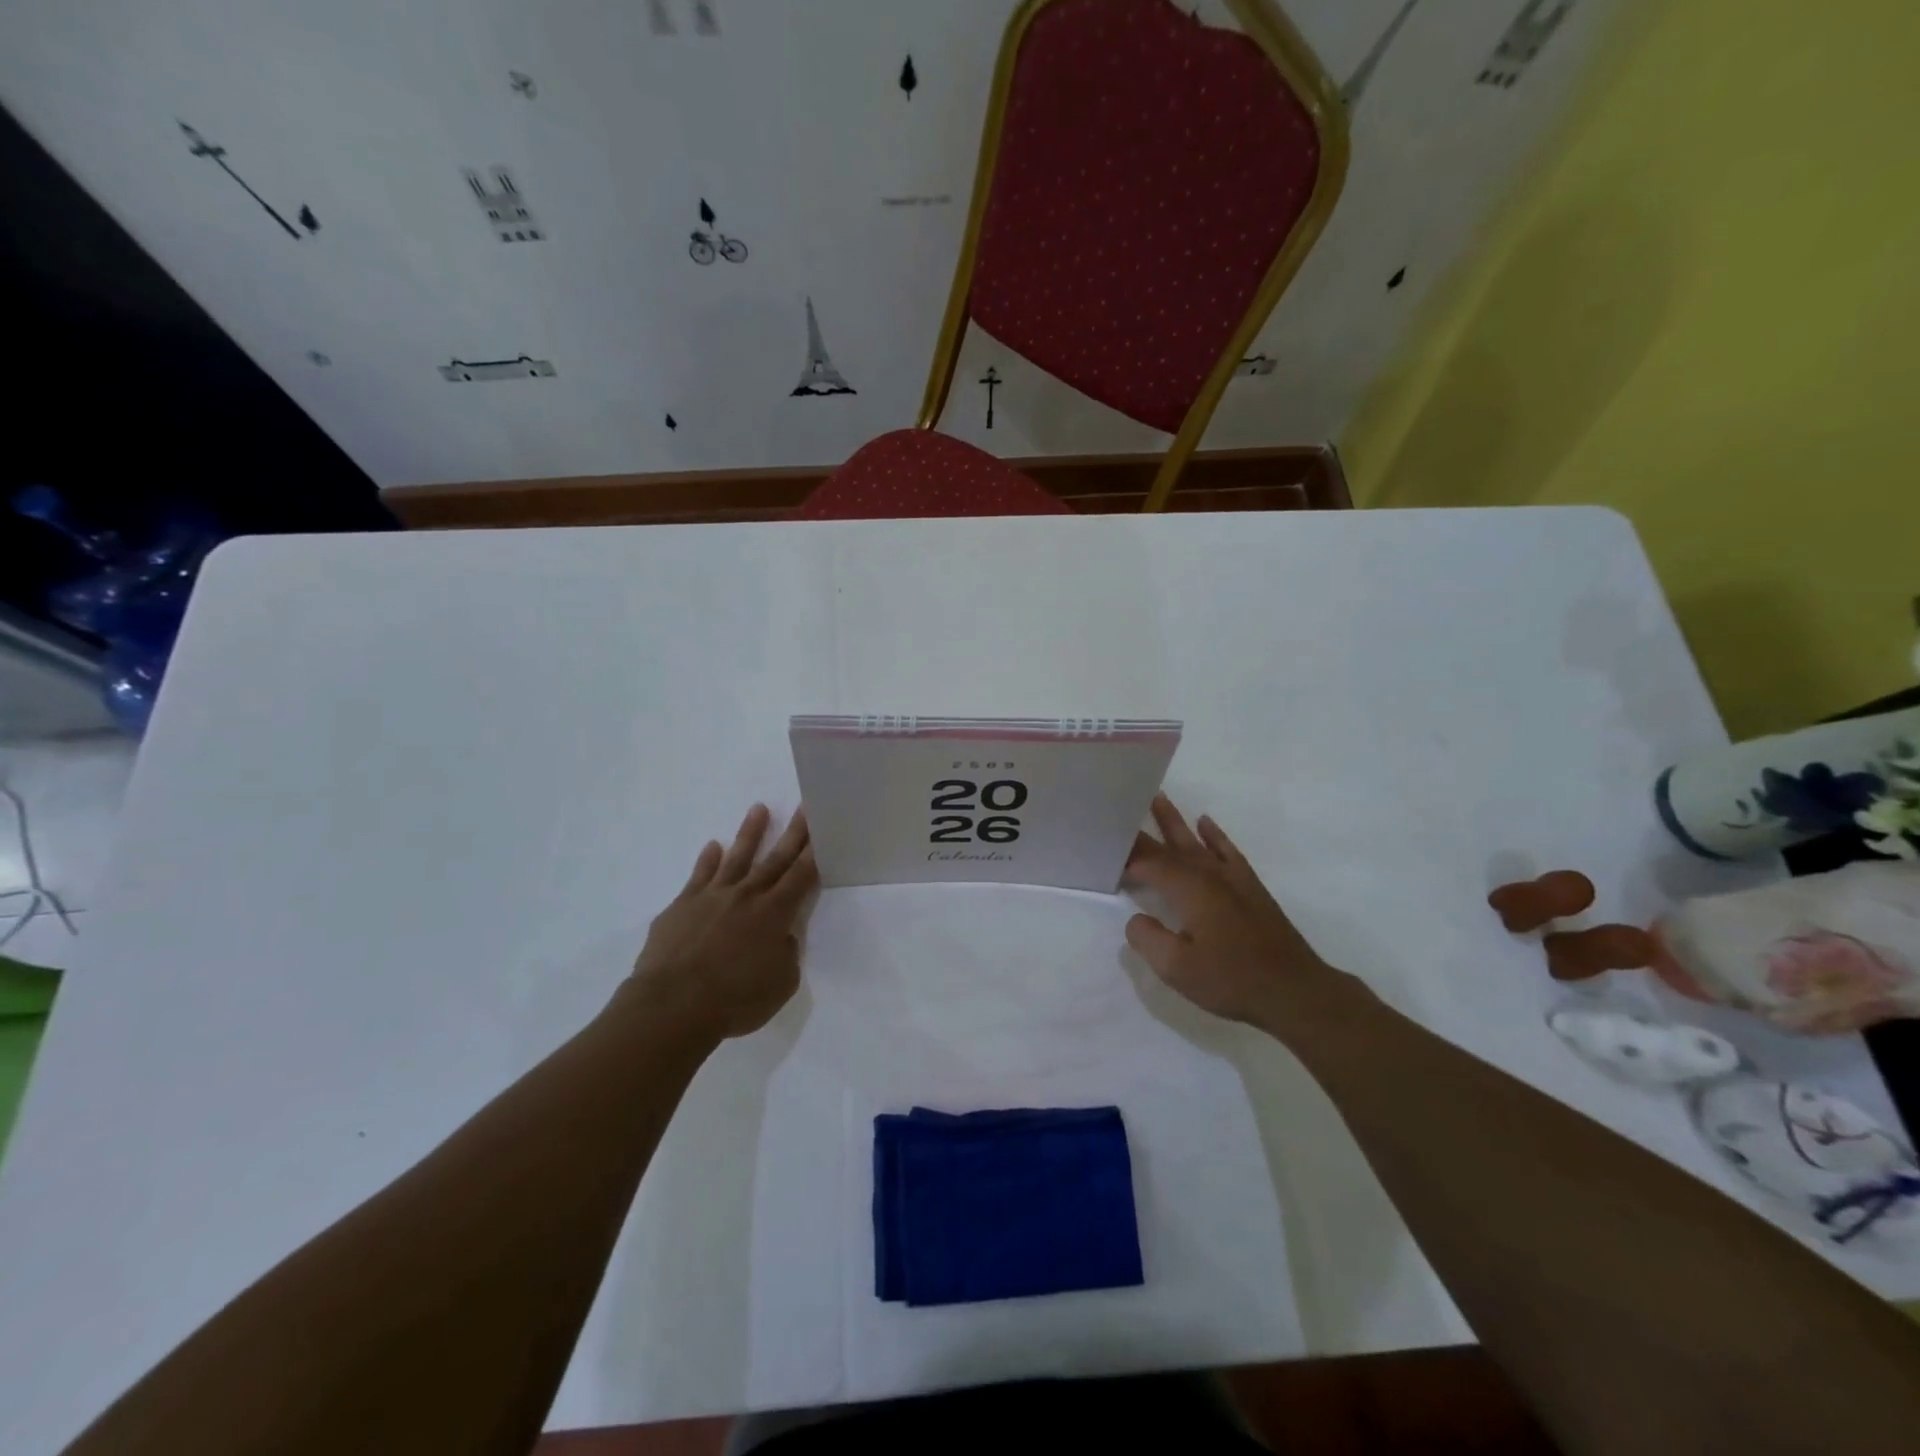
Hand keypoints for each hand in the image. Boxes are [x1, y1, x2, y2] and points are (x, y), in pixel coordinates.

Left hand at [625, 805, 816, 1041]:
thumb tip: (780, 938)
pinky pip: (698, 876)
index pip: (801, 875)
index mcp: (775, 914)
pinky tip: (712, 847)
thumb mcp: (781, 984)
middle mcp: (746, 896)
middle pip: (774, 858)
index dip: (815, 852)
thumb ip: (786, 955)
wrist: (672, 1005)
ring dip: (749, 833)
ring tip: (758, 808)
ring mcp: (711, 897)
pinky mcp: (681, 906)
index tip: (823, 828)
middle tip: (803, 807)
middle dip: (793, 833)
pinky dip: (707, 860)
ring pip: (736, 858)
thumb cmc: (735, 1000)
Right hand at [1123, 795, 1351, 1032]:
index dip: (1126, 856)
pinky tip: (1205, 824)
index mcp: (1190, 889)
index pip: (1149, 863)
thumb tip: (1136, 919)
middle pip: (1170, 847)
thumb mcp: (1177, 968)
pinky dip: (1215, 835)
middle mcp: (1209, 874)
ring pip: (1196, 842)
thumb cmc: (1232, 979)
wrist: (1294, 991)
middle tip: (1120, 811)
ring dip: (1175, 821)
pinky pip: (1227, 851)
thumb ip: (1148, 939)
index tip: (1103, 849)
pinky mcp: (1250, 888)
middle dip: (1143, 832)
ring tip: (1158, 797)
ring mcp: (1233, 878)